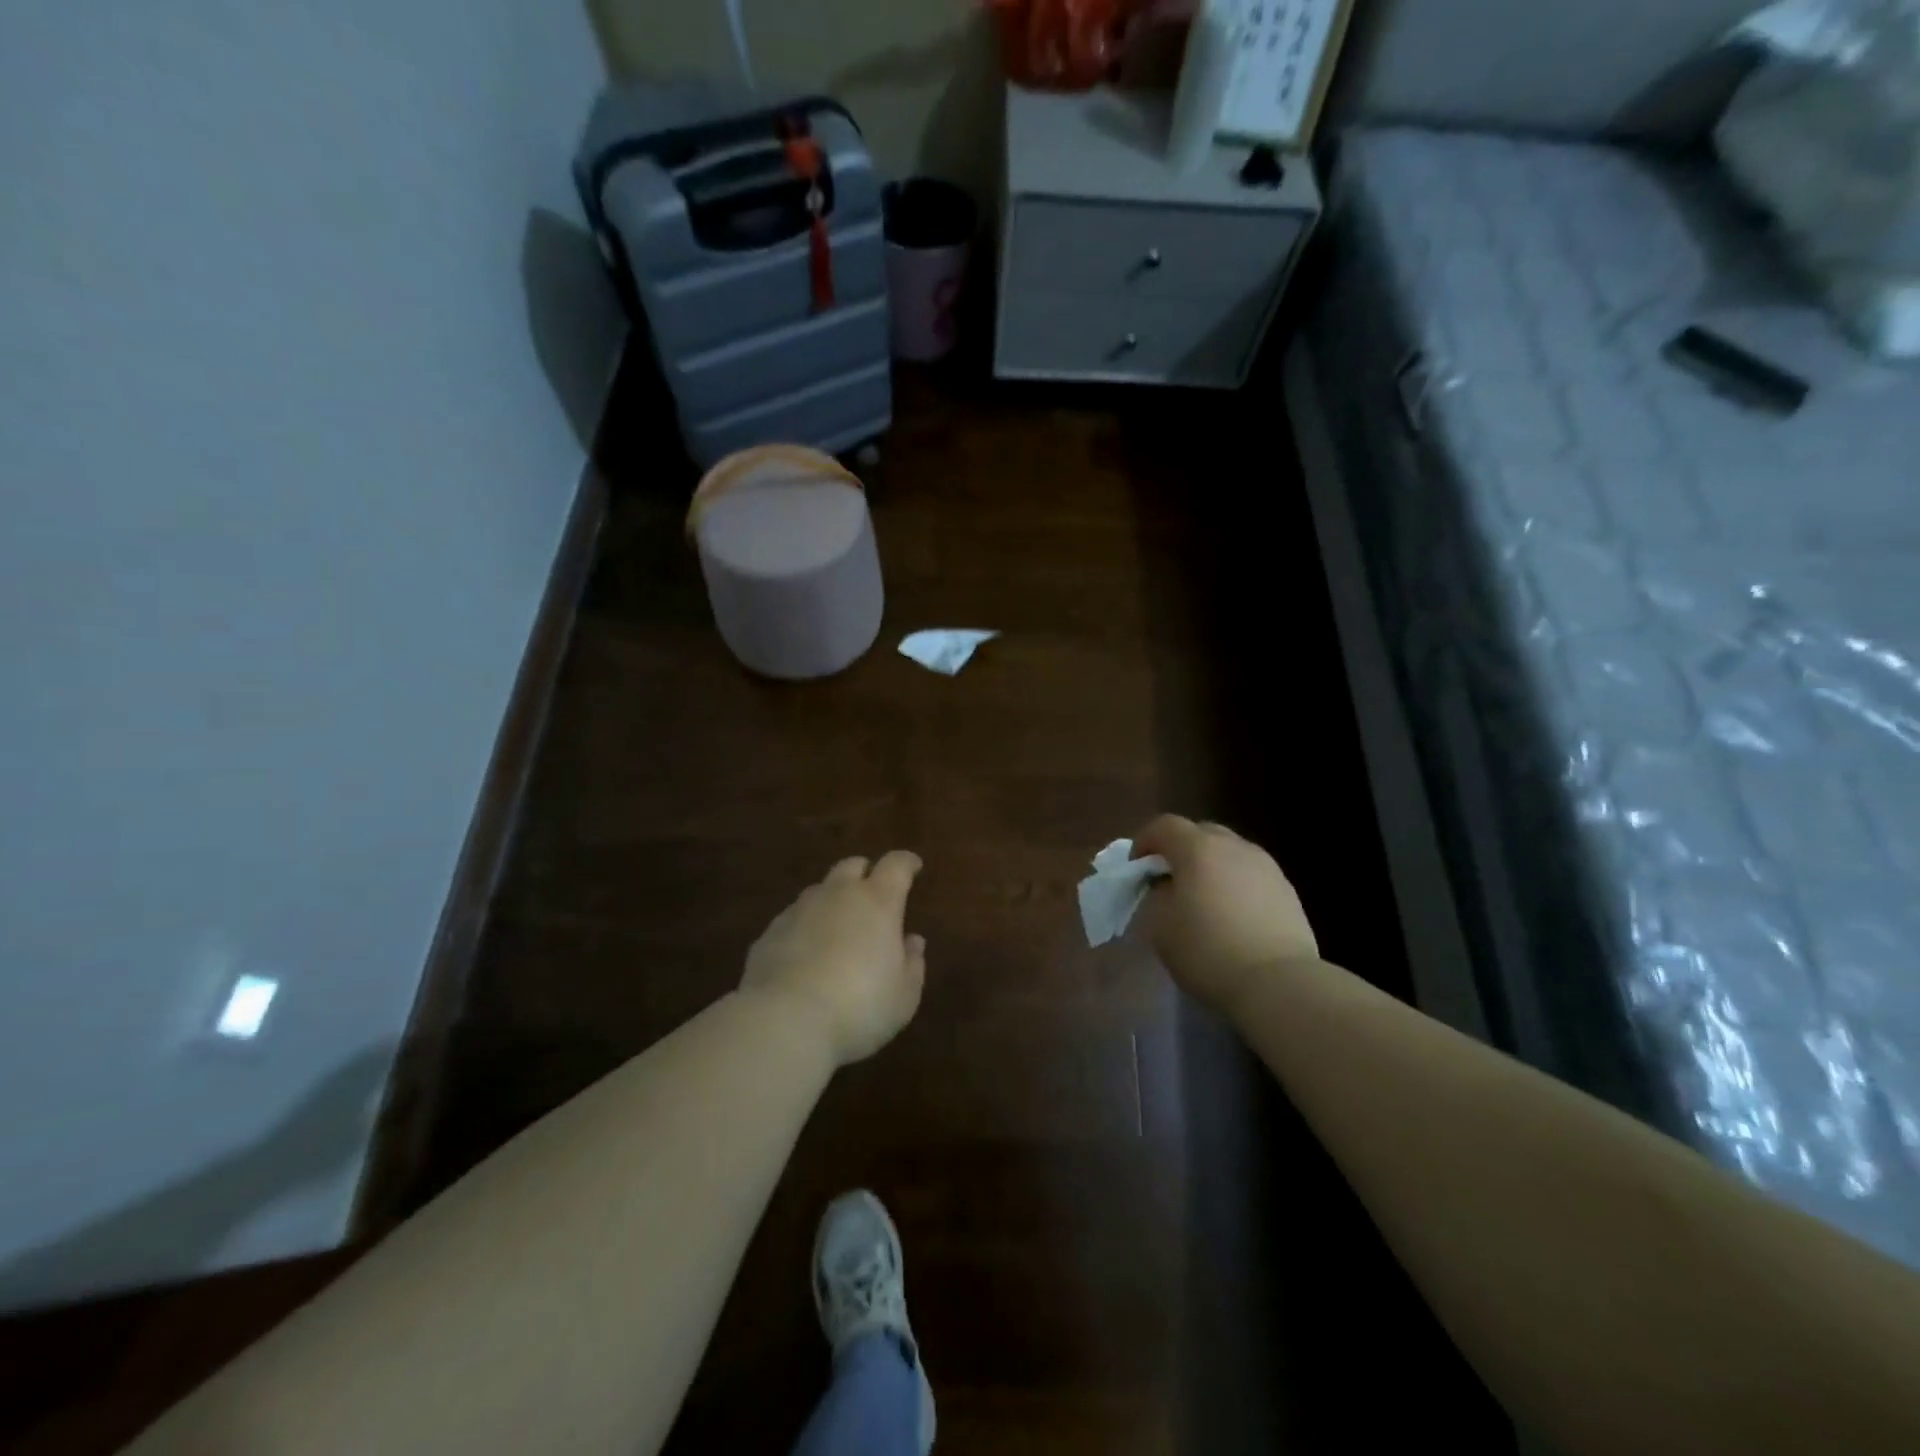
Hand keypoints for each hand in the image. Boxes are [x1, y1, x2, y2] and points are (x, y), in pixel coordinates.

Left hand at [740, 852, 926, 1067]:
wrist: (785, 1021)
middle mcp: (837, 895)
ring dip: (832, 900)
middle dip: (865, 873)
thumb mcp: (903, 996)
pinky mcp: (770, 932)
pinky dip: (805, 927)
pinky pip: (793, 918)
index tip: (914, 866)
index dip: (907, 862)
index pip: (896, 865)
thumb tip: (913, 941)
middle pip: (852, 866)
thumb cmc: (860, 1007)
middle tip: (873, 892)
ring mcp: (799, 910)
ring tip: (838, 926)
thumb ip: (912, 963)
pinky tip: (806, 953)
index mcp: (878, 902)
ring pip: (819, 890)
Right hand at [1131, 815, 1319, 1014]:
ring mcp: (1266, 866)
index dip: (1145, 842)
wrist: (1278, 983)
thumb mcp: (1161, 926)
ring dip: (1211, 866)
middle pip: (1200, 832)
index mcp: (1198, 848)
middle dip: (1180, 850)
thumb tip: (1168, 886)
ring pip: (1229, 852)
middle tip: (1170, 879)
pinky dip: (1235, 884)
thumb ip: (1157, 895)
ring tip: (1204, 898)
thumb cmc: (1208, 951)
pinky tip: (1233, 915)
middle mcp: (1234, 847)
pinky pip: (1251, 874)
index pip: (1164, 826)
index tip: (1136, 868)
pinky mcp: (1287, 890)